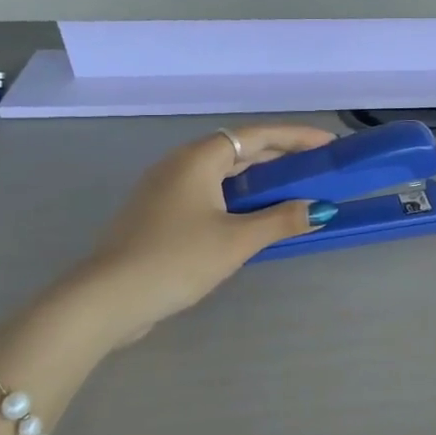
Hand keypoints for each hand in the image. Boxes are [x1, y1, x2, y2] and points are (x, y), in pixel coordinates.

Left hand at [74, 125, 336, 342]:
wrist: (106, 299)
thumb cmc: (176, 259)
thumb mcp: (236, 240)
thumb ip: (281, 220)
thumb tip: (321, 209)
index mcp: (199, 158)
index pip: (258, 135)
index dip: (296, 137)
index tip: (328, 144)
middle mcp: (180, 164)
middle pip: (239, 150)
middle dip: (280, 157)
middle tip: (316, 167)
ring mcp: (165, 188)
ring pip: (223, 173)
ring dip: (259, 179)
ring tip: (293, 190)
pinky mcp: (158, 213)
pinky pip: (208, 192)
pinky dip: (237, 197)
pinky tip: (252, 217)